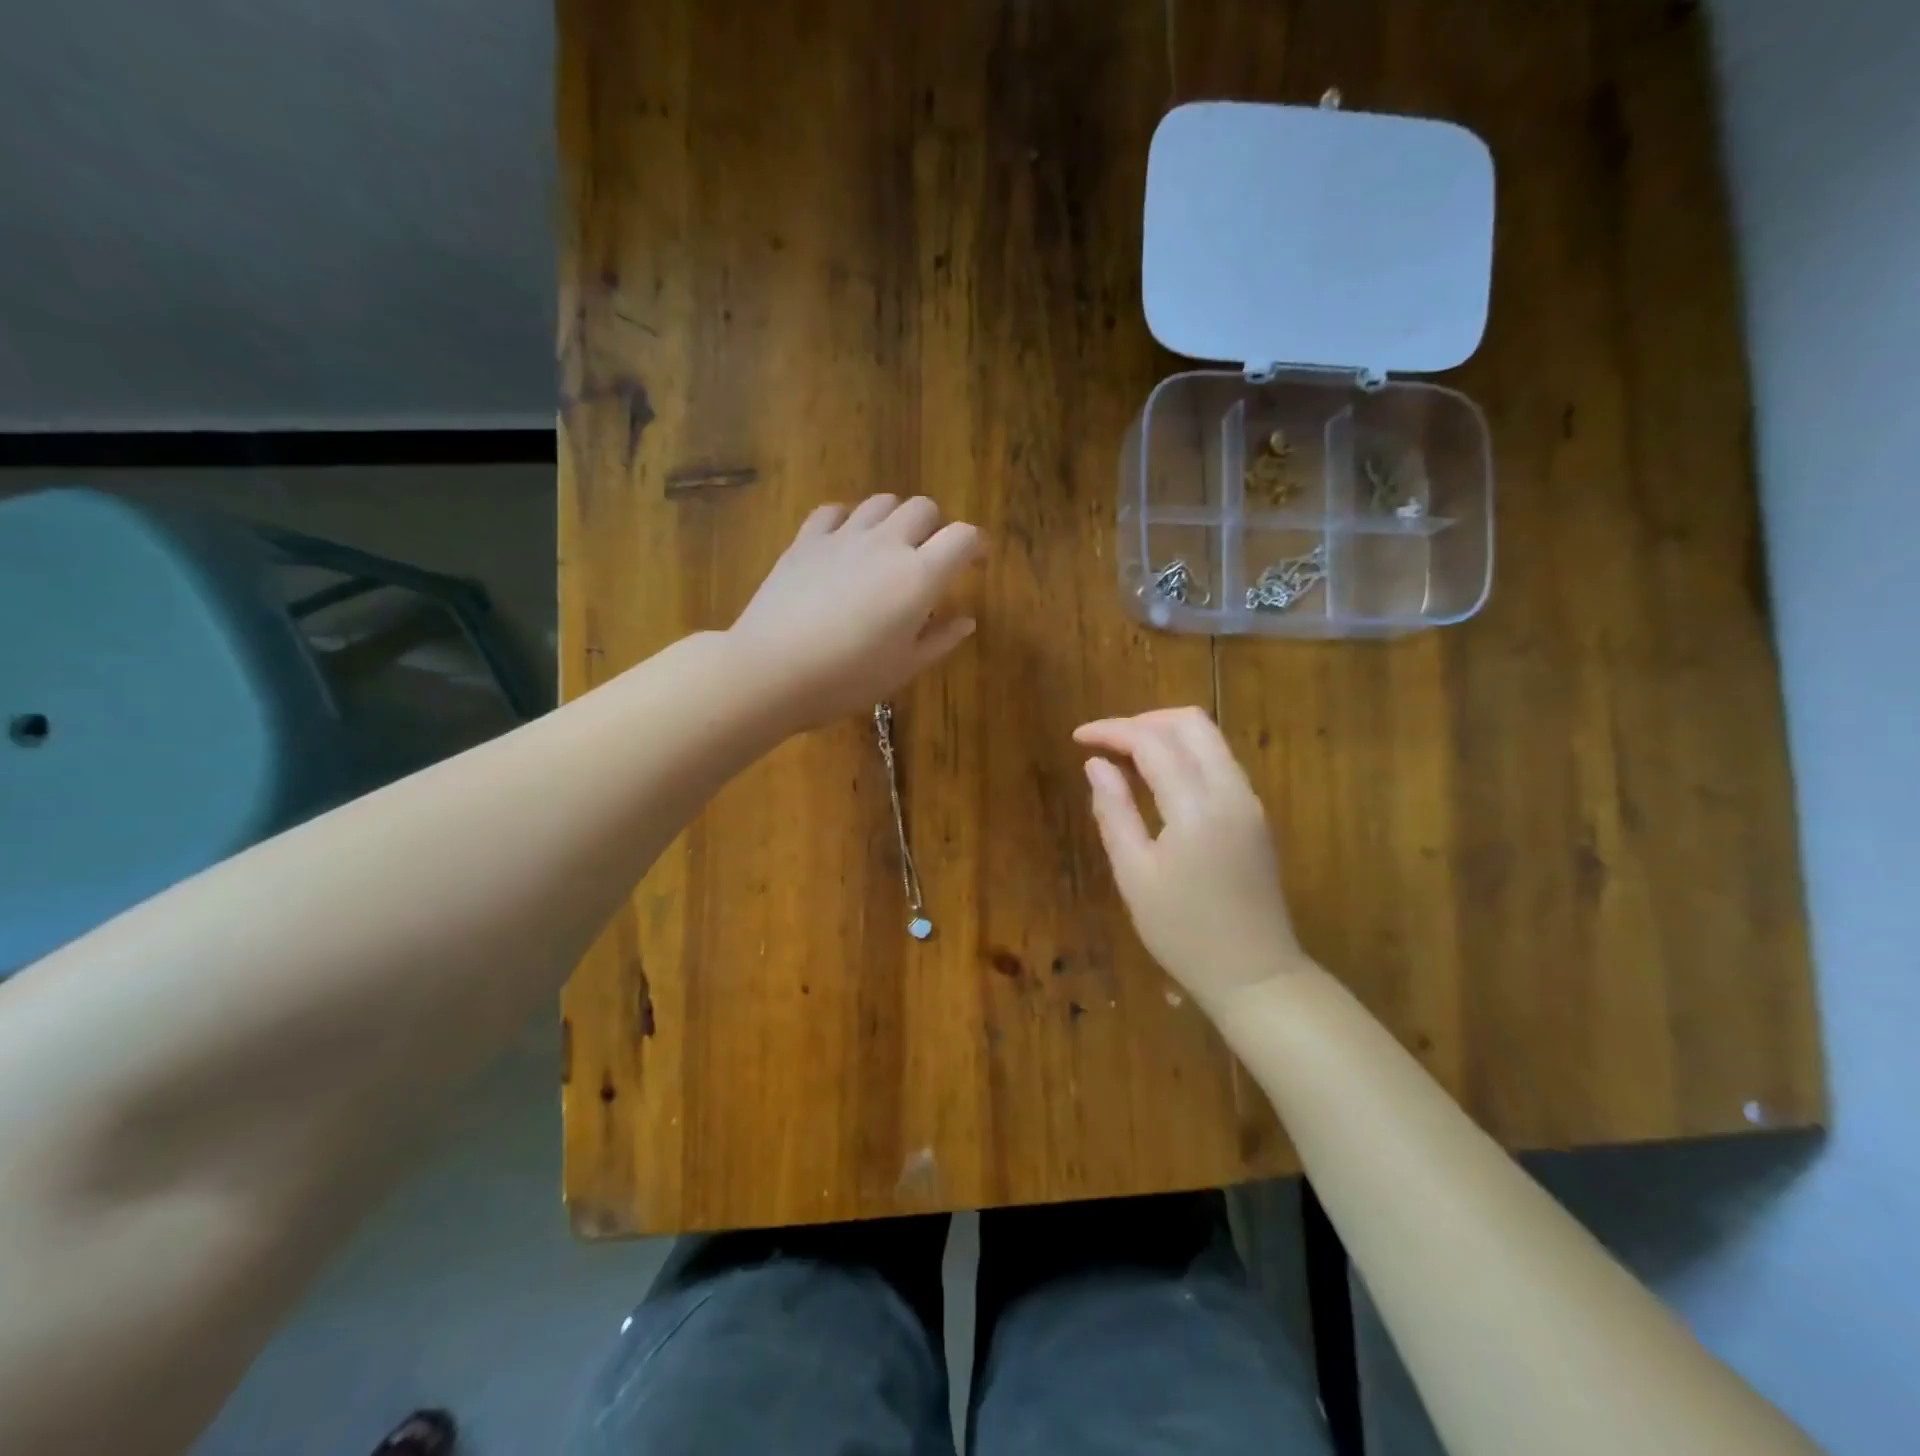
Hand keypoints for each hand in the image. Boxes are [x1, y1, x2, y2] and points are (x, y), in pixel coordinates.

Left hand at [730, 495, 982, 728]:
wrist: (771, 671)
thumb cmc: (847, 679)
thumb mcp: (904, 668)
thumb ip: (940, 640)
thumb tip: (966, 620)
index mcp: (919, 577)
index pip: (963, 537)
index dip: (975, 545)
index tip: (976, 561)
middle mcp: (886, 544)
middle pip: (924, 508)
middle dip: (935, 528)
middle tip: (929, 559)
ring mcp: (843, 537)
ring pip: (881, 503)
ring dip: (894, 519)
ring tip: (888, 549)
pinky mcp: (806, 540)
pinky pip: (834, 511)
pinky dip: (848, 520)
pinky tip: (844, 544)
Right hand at [1074, 708, 1304, 1010]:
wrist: (1255, 974)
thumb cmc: (1183, 932)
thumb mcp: (1134, 875)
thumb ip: (1113, 812)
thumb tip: (1095, 765)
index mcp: (1196, 806)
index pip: (1152, 741)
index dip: (1112, 730)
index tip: (1078, 737)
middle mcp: (1231, 791)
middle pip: (1191, 723)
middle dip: (1143, 721)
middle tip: (1106, 744)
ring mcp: (1249, 801)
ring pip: (1210, 739)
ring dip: (1166, 735)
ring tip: (1126, 758)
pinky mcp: (1254, 815)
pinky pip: (1219, 763)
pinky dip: (1186, 755)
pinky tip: (1158, 780)